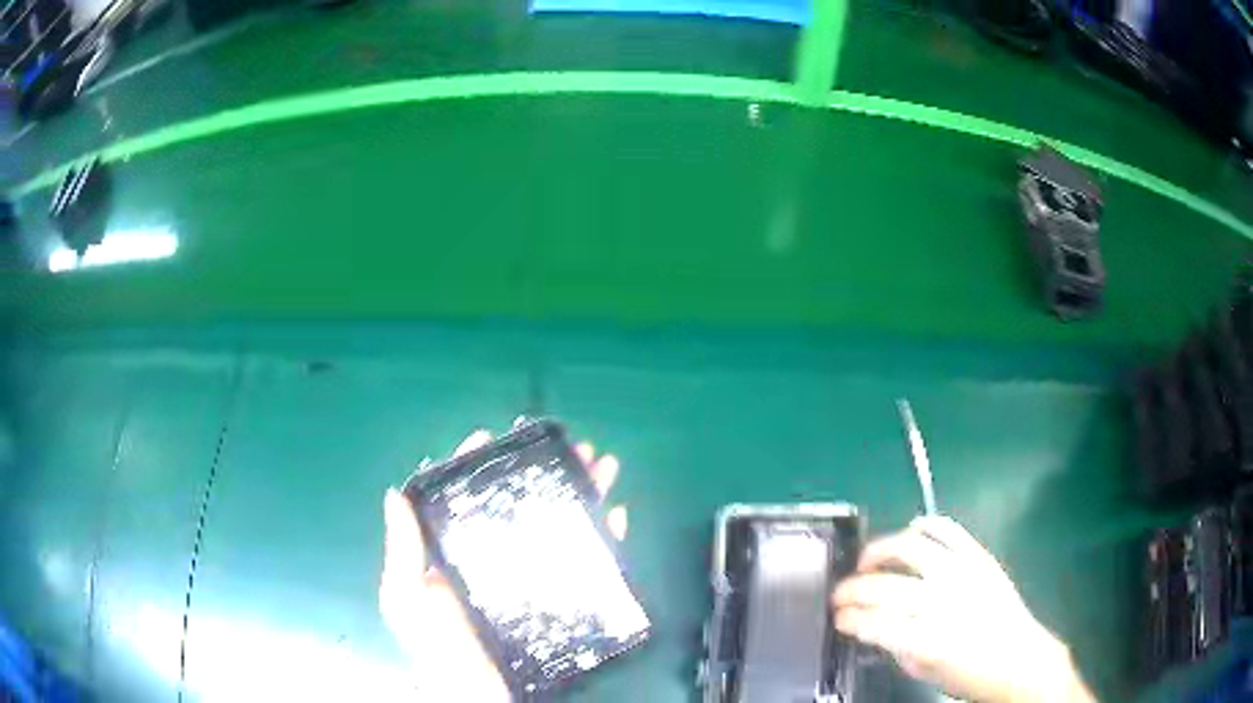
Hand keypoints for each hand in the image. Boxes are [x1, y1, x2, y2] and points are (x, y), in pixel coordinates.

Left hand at [379, 428, 627, 699]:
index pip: (466, 496)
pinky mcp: (560, 600)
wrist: (478, 695)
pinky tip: (619, 515)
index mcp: (458, 551)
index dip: (477, 464)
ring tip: (604, 465)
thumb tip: (395, 493)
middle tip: (573, 446)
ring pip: (560, 524)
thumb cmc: (438, 648)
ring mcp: (531, 576)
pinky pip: (588, 563)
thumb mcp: (407, 600)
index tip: (491, 437)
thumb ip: (402, 552)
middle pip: (522, 503)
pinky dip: (607, 538)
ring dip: (584, 493)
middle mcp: (496, 556)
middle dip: (547, 471)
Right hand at [832, 516, 1094, 702]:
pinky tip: (909, 531)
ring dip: (879, 551)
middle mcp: (944, 599)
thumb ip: (897, 646)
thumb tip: (873, 626)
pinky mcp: (979, 556)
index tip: (837, 620)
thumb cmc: (970, 675)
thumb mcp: (925, 672)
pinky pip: (947, 529)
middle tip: (839, 595)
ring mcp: (963, 572)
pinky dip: (924, 525)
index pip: (875, 622)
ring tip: (866, 562)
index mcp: (929, 638)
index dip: (850, 619)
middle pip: (886, 585)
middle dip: (852, 590)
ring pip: (911, 547)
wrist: (1019, 658)